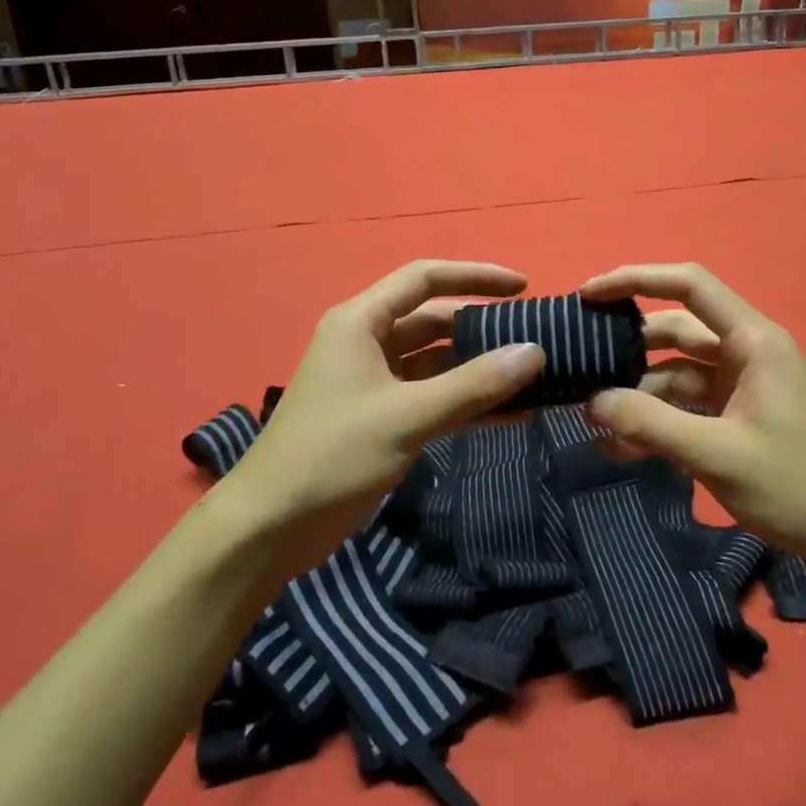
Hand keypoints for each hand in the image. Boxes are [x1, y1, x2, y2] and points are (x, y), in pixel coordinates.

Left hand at [217, 261, 545, 578]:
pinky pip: (433, 398)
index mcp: (362, 322)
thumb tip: (536, 352)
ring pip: (438, 363)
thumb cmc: (332, 456)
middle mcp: (368, 343)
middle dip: (484, 330)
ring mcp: (375, 383)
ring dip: (480, 371)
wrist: (269, 528)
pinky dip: (467, 403)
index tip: (523, 288)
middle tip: (536, 341)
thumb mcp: (408, 416)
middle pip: (435, 321)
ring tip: (533, 379)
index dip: (476, 276)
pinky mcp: (381, 419)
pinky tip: (511, 415)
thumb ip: (474, 384)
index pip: (425, 279)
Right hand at [582, 263, 805, 566]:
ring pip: (676, 373)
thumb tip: (592, 402)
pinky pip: (688, 407)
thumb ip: (650, 424)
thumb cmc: (798, 486)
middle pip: (675, 331)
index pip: (688, 285)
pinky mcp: (739, 417)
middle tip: (578, 365)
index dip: (635, 279)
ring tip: (592, 421)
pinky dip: (657, 420)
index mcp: (752, 340)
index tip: (588, 295)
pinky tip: (621, 447)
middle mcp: (746, 352)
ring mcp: (743, 386)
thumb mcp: (717, 454)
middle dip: (627, 347)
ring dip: (637, 394)